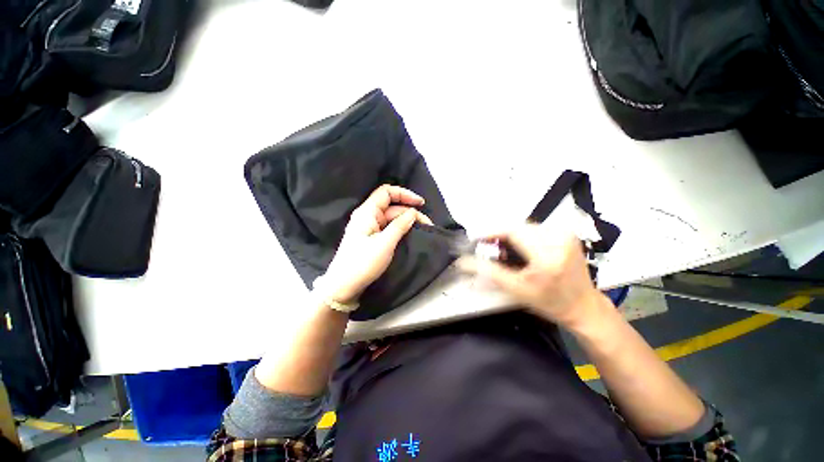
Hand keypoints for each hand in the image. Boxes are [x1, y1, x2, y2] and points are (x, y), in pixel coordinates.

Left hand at [322, 185, 431, 303]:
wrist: (343, 287)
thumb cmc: (362, 263)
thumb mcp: (384, 244)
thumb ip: (399, 226)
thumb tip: (413, 212)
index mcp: (367, 212)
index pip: (386, 192)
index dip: (404, 194)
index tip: (421, 203)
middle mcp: (367, 216)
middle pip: (391, 206)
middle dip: (410, 212)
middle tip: (427, 225)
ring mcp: (369, 228)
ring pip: (391, 218)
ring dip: (406, 221)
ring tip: (422, 230)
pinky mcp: (371, 238)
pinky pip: (388, 228)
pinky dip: (400, 229)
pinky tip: (410, 234)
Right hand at [456, 224, 608, 328]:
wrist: (583, 306)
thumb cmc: (550, 302)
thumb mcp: (516, 289)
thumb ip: (488, 272)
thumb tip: (463, 262)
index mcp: (548, 255)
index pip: (512, 231)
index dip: (490, 232)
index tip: (475, 238)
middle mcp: (559, 239)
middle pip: (517, 227)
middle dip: (499, 235)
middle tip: (488, 247)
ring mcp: (565, 234)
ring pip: (524, 226)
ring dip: (510, 235)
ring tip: (503, 250)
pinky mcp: (567, 233)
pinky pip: (535, 228)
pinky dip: (522, 236)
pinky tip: (520, 248)